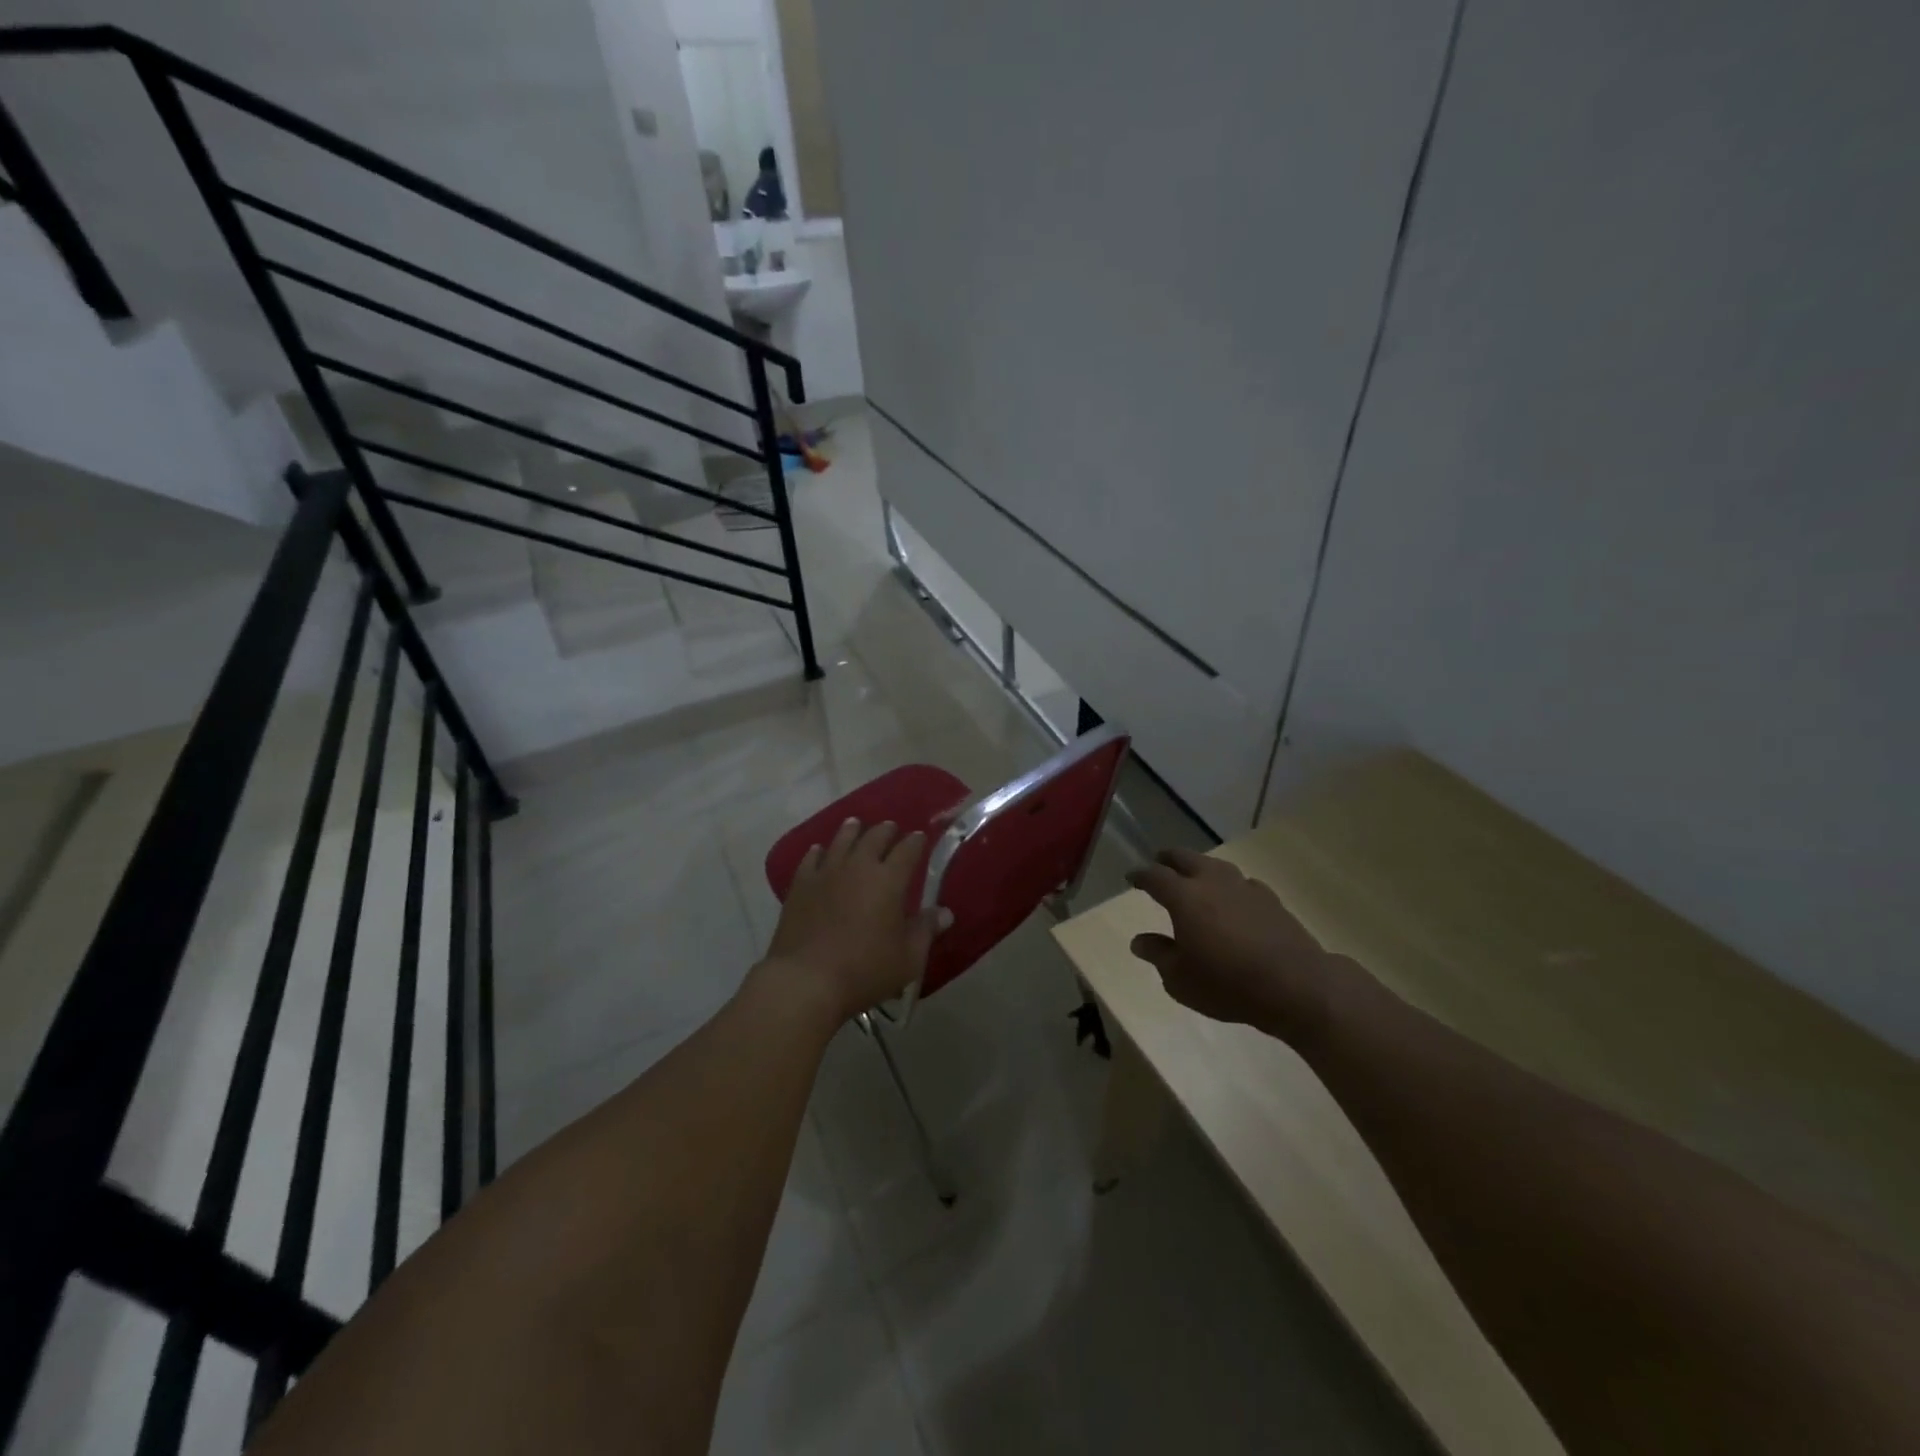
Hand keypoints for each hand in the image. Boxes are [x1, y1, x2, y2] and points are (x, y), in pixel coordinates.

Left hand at [762, 818, 949, 1021]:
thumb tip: (945, 912)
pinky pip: (811, 859)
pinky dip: (819, 851)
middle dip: (886, 830)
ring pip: (841, 840)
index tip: (920, 837)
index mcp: (889, 880)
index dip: (916, 841)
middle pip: (874, 837)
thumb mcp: (908, 958)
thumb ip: (926, 931)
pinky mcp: (800, 885)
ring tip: (856, 824)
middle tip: (891, 829)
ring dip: (852, 830)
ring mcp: (826, 872)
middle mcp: (858, 866)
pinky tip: (819, 850)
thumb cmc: (865, 970)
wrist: (806, 980)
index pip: (908, 850)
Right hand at [1126, 848, 1341, 1047]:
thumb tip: (1139, 940)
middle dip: (1169, 859)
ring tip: (1195, 876)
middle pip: (1186, 858)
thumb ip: (1158, 954)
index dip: (1140, 875)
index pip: (1155, 876)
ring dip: (1201, 867)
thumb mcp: (1180, 979)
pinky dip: (1230, 886)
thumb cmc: (1227, 984)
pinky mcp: (1271, 900)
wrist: (1295, 986)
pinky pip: (1243, 883)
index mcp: (1184, 897)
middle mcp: (1212, 883)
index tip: (1131, 878)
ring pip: (1216, 866)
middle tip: (1160, 863)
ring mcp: (1245, 888)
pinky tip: (1234, 899)